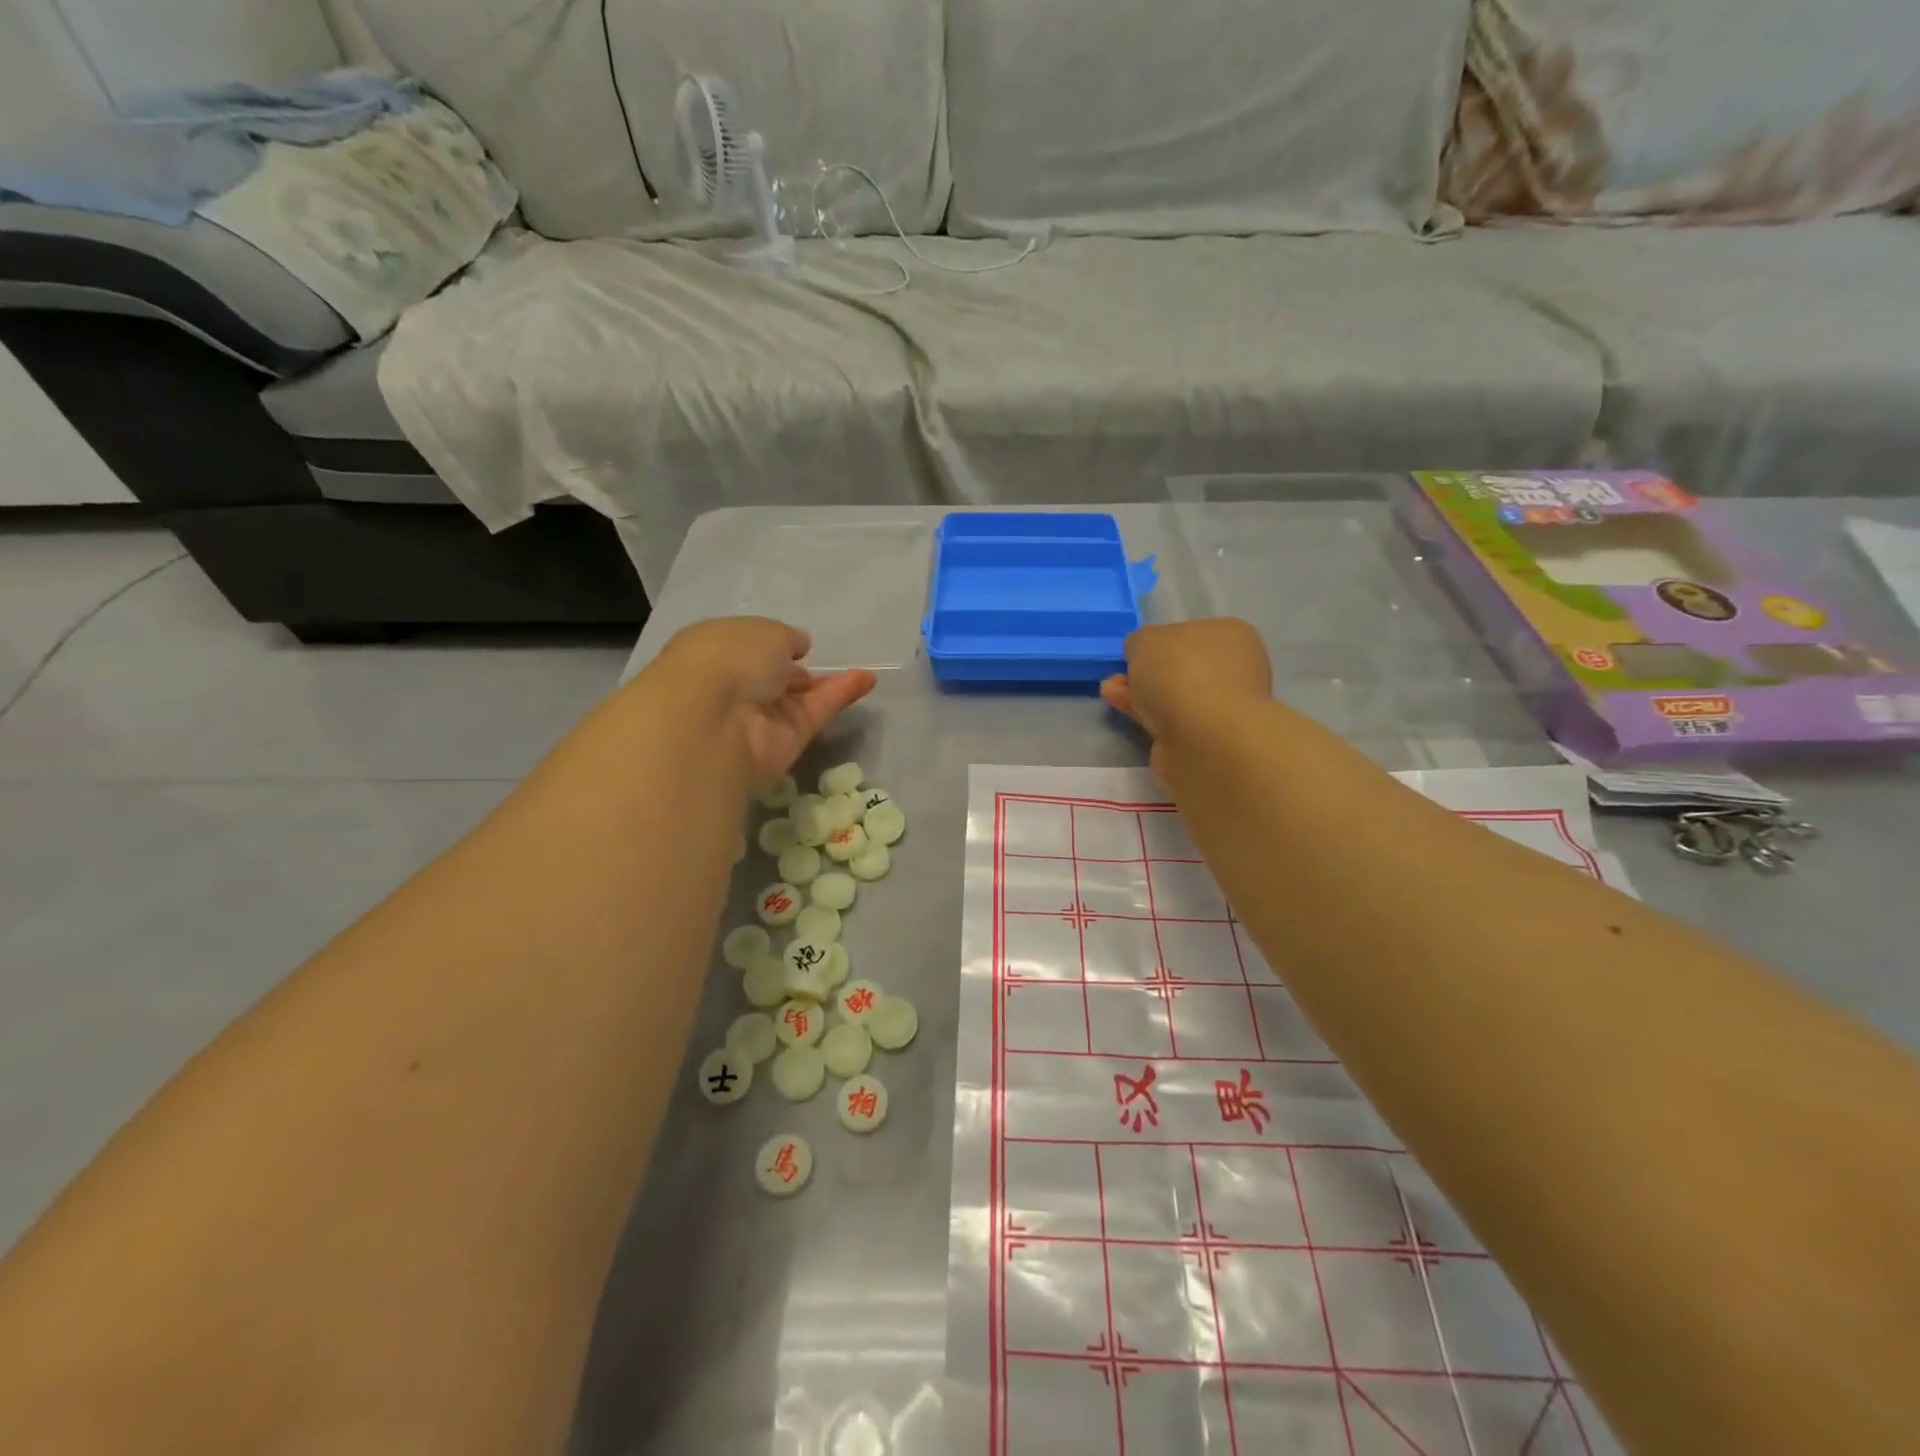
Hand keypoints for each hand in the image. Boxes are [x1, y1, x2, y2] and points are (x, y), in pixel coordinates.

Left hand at [654, 618, 877, 784]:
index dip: (771, 645)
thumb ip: (786, 638)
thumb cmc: (729, 657)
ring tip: (863, 672)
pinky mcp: (787, 741)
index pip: (747, 648)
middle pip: (773, 677)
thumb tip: (798, 647)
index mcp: (716, 651)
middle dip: (796, 670)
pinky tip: (867, 680)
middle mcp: (736, 685)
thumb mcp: (765, 630)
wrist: (715, 720)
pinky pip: (817, 713)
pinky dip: (841, 696)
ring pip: (800, 698)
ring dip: (827, 684)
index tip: (796, 643)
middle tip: (822, 662)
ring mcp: (762, 717)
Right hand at [1100, 618, 1271, 746]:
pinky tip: (1119, 707)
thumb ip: (1139, 642)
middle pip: (1179, 666)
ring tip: (1109, 691)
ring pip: (1171, 694)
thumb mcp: (1146, 640)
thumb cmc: (1180, 671)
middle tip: (1118, 675)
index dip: (1158, 640)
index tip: (1134, 651)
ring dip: (1140, 692)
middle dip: (1146, 670)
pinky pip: (1167, 718)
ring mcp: (1220, 706)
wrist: (1203, 737)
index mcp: (1229, 635)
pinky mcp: (1204, 737)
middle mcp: (1232, 668)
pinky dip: (1143, 712)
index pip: (1189, 632)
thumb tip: (1140, 653)